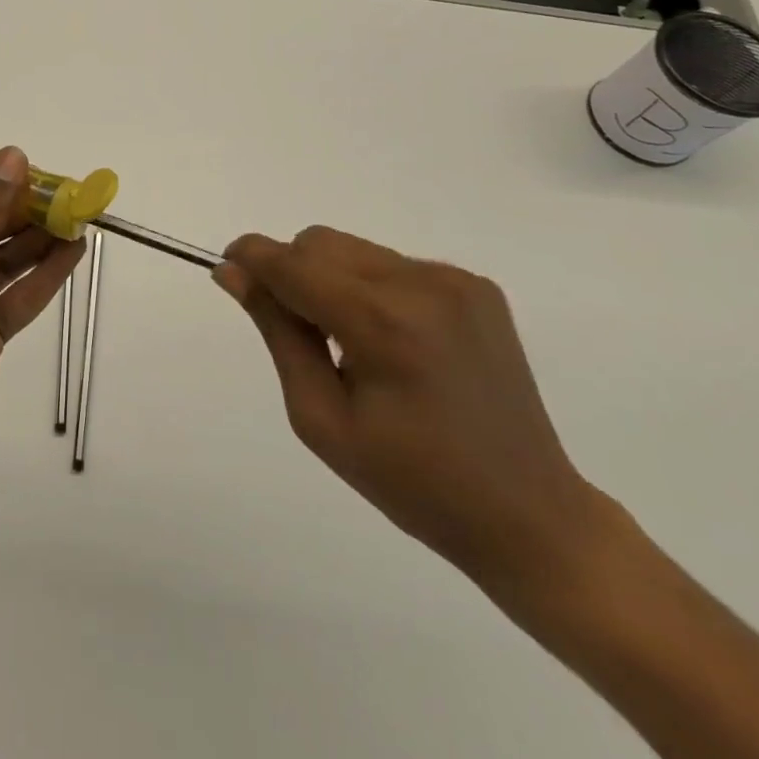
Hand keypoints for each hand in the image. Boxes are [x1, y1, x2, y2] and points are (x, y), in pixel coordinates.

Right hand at [215, 226, 612, 598]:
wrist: (530, 515)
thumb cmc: (412, 482)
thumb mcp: (321, 418)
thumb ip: (276, 332)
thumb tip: (234, 273)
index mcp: (383, 324)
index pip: (293, 264)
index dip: (251, 258)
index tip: (227, 269)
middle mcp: (422, 284)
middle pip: (320, 243)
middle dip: (293, 273)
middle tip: (302, 336)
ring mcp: (455, 280)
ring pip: (355, 250)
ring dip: (333, 280)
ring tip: (354, 345)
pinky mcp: (477, 285)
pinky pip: (393, 264)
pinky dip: (373, 289)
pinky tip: (395, 343)